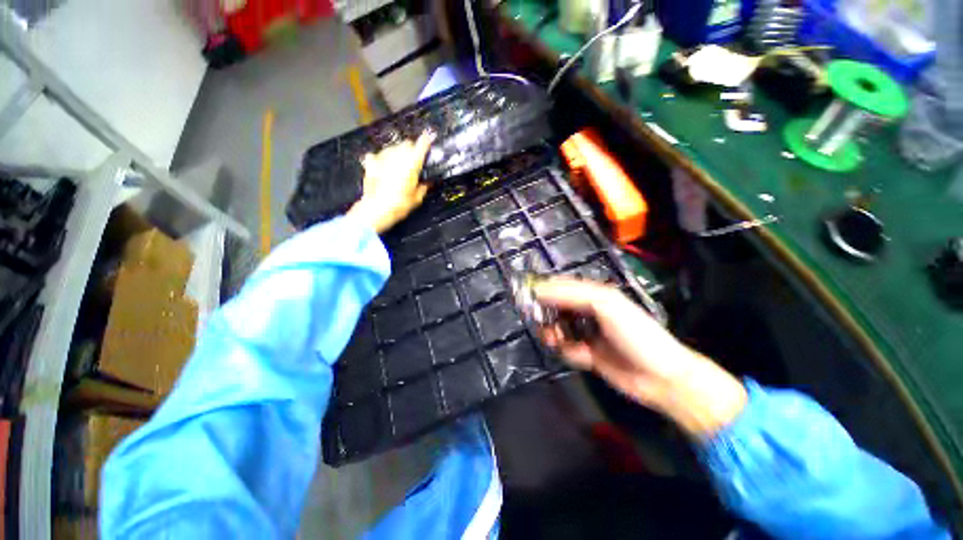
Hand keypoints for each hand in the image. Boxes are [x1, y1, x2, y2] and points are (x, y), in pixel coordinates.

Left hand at [347, 132, 434, 233]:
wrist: (377, 208)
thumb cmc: (399, 204)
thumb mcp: (417, 198)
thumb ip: (423, 187)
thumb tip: (426, 183)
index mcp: (412, 164)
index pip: (421, 145)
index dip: (426, 140)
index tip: (429, 136)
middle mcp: (398, 156)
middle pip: (406, 143)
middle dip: (411, 149)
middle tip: (413, 159)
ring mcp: (383, 157)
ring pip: (392, 148)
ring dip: (397, 153)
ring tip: (398, 165)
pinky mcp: (371, 162)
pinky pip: (377, 155)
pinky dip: (381, 159)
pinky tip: (382, 166)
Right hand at [534, 278, 747, 437]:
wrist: (659, 377)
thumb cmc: (635, 334)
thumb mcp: (605, 305)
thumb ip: (571, 295)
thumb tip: (540, 290)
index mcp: (593, 295)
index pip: (561, 287)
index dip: (544, 291)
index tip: (527, 299)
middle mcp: (587, 312)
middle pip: (556, 309)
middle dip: (547, 316)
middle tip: (542, 325)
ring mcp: (587, 333)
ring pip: (558, 329)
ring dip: (555, 335)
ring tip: (558, 341)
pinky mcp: (586, 353)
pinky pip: (566, 349)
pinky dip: (568, 352)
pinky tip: (581, 357)